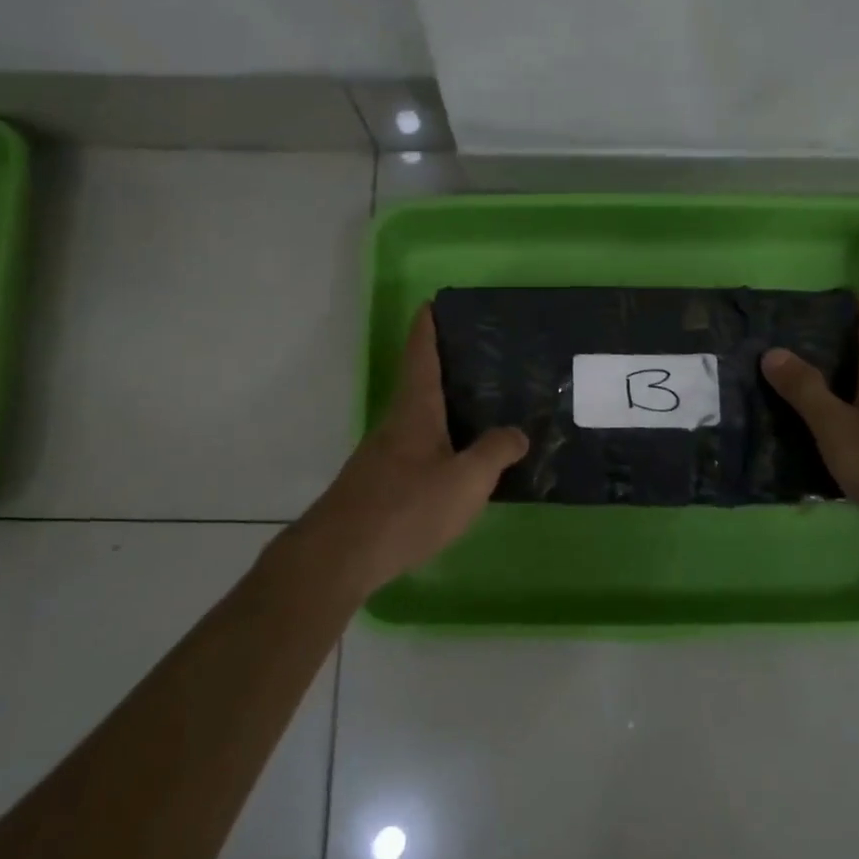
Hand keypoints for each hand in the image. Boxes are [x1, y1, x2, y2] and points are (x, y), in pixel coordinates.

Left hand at [298, 307, 527, 595]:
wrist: (341, 556)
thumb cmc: (407, 507)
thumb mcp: (466, 480)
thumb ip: (495, 452)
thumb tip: (517, 433)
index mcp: (415, 410)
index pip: (420, 354)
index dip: (427, 327)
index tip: (434, 302)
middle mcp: (396, 424)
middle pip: (420, 384)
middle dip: (445, 367)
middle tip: (483, 360)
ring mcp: (383, 455)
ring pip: (419, 420)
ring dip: (445, 409)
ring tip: (482, 410)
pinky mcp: (380, 484)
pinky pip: (417, 450)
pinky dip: (440, 443)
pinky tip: (459, 463)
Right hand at [761, 299, 858, 566]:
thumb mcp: (838, 429)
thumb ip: (806, 391)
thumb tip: (773, 351)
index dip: (852, 303)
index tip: (818, 299)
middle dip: (832, 347)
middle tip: (786, 350)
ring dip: (837, 386)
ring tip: (794, 392)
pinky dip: (848, 418)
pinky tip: (823, 438)